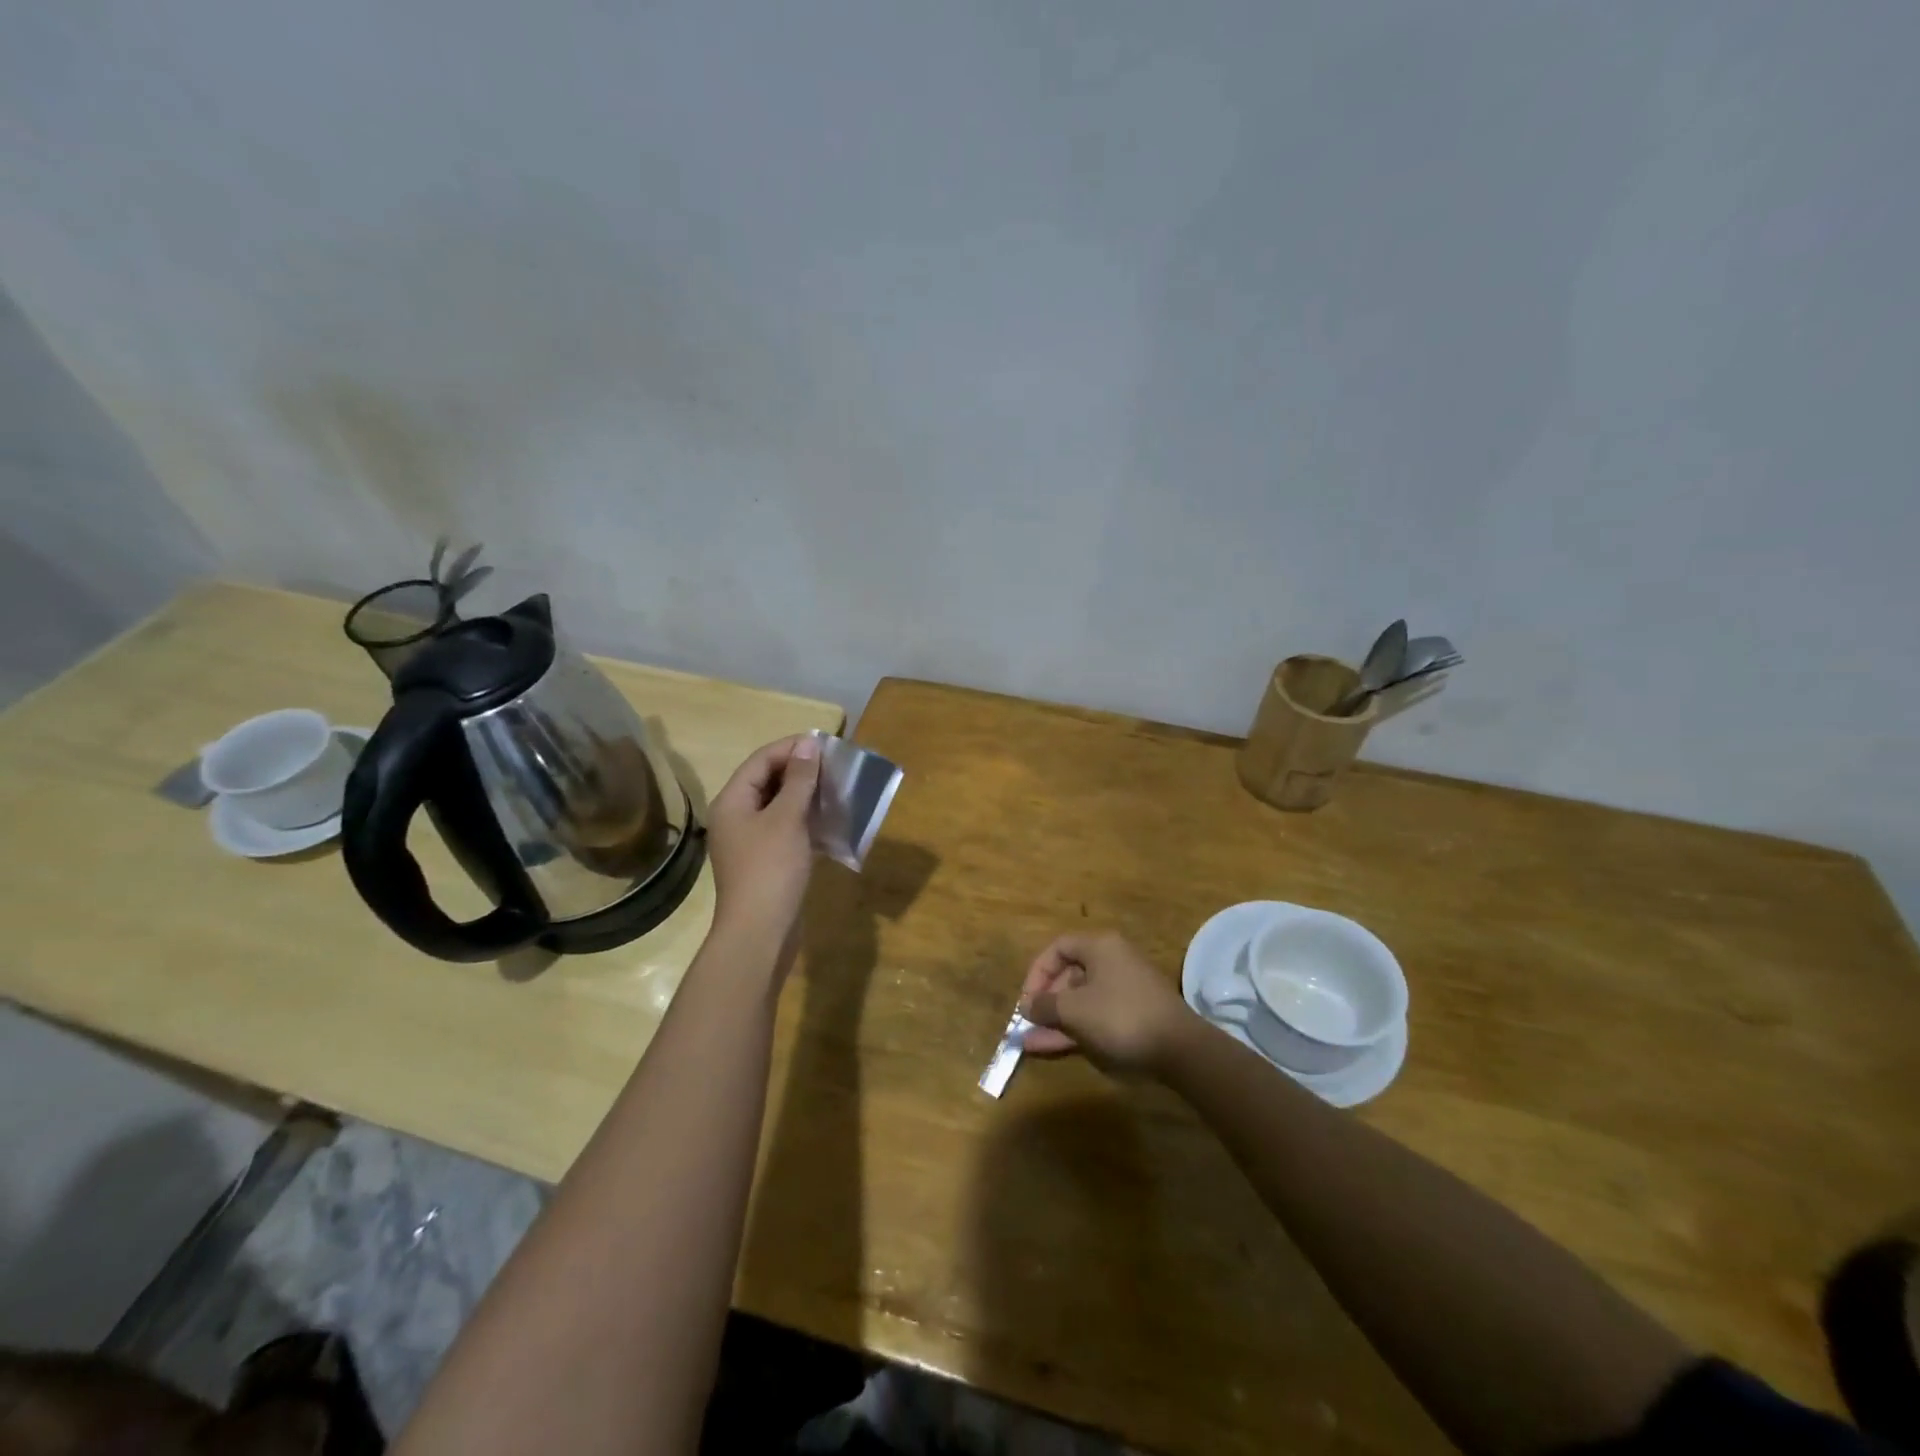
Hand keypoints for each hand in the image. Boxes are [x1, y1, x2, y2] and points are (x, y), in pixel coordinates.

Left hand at [707, 734, 820, 955]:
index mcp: (733, 800)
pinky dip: (807, 820)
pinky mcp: (766, 860)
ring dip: (807, 795)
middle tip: (837, 767)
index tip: (828, 746)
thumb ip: (799, 780)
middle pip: (769, 780)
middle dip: (802, 771)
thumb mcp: (787, 818)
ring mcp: (751, 840)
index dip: (793, 748)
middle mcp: (737, 816)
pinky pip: (787, 828)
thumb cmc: (771, 869)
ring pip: (780, 805)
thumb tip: (809, 744)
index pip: (762, 759)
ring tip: (838, 789)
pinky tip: (831, 821)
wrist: (760, 933)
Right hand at [1017, 932, 1194, 1075]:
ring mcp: (1125, 989)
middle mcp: (1113, 961)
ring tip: (1031, 1043)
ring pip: (1081, 1000)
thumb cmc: (1121, 1017)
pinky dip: (1076, 1029)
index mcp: (1100, 947)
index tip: (1026, 1000)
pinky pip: (1096, 1016)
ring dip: (1056, 1020)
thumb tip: (1027, 1006)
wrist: (1180, 1049)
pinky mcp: (1134, 1015)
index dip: (1037, 972)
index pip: (1058, 948)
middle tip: (1028, 1024)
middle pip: (1069, 974)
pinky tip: (1052, 1048)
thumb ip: (1045, 1005)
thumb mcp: (1075, 1010)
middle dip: (1045, 1001)